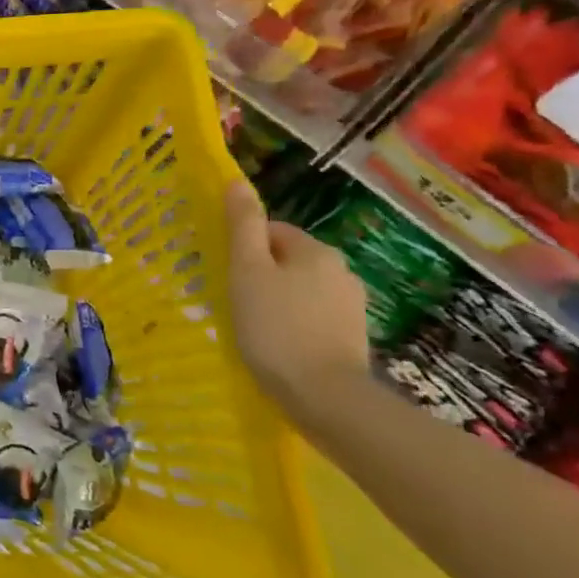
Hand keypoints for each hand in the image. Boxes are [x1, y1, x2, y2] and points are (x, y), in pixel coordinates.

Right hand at [223, 181, 369, 406]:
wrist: (324, 396)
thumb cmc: (275, 327)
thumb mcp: (247, 271)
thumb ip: (242, 226)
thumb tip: (236, 182)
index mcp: (315, 250)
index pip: (270, 231)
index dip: (242, 250)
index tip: (226, 276)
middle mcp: (340, 269)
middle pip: (286, 259)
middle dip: (260, 274)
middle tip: (233, 301)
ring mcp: (351, 304)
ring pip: (299, 288)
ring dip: (276, 298)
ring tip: (253, 326)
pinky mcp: (352, 334)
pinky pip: (312, 314)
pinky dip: (293, 322)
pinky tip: (278, 343)